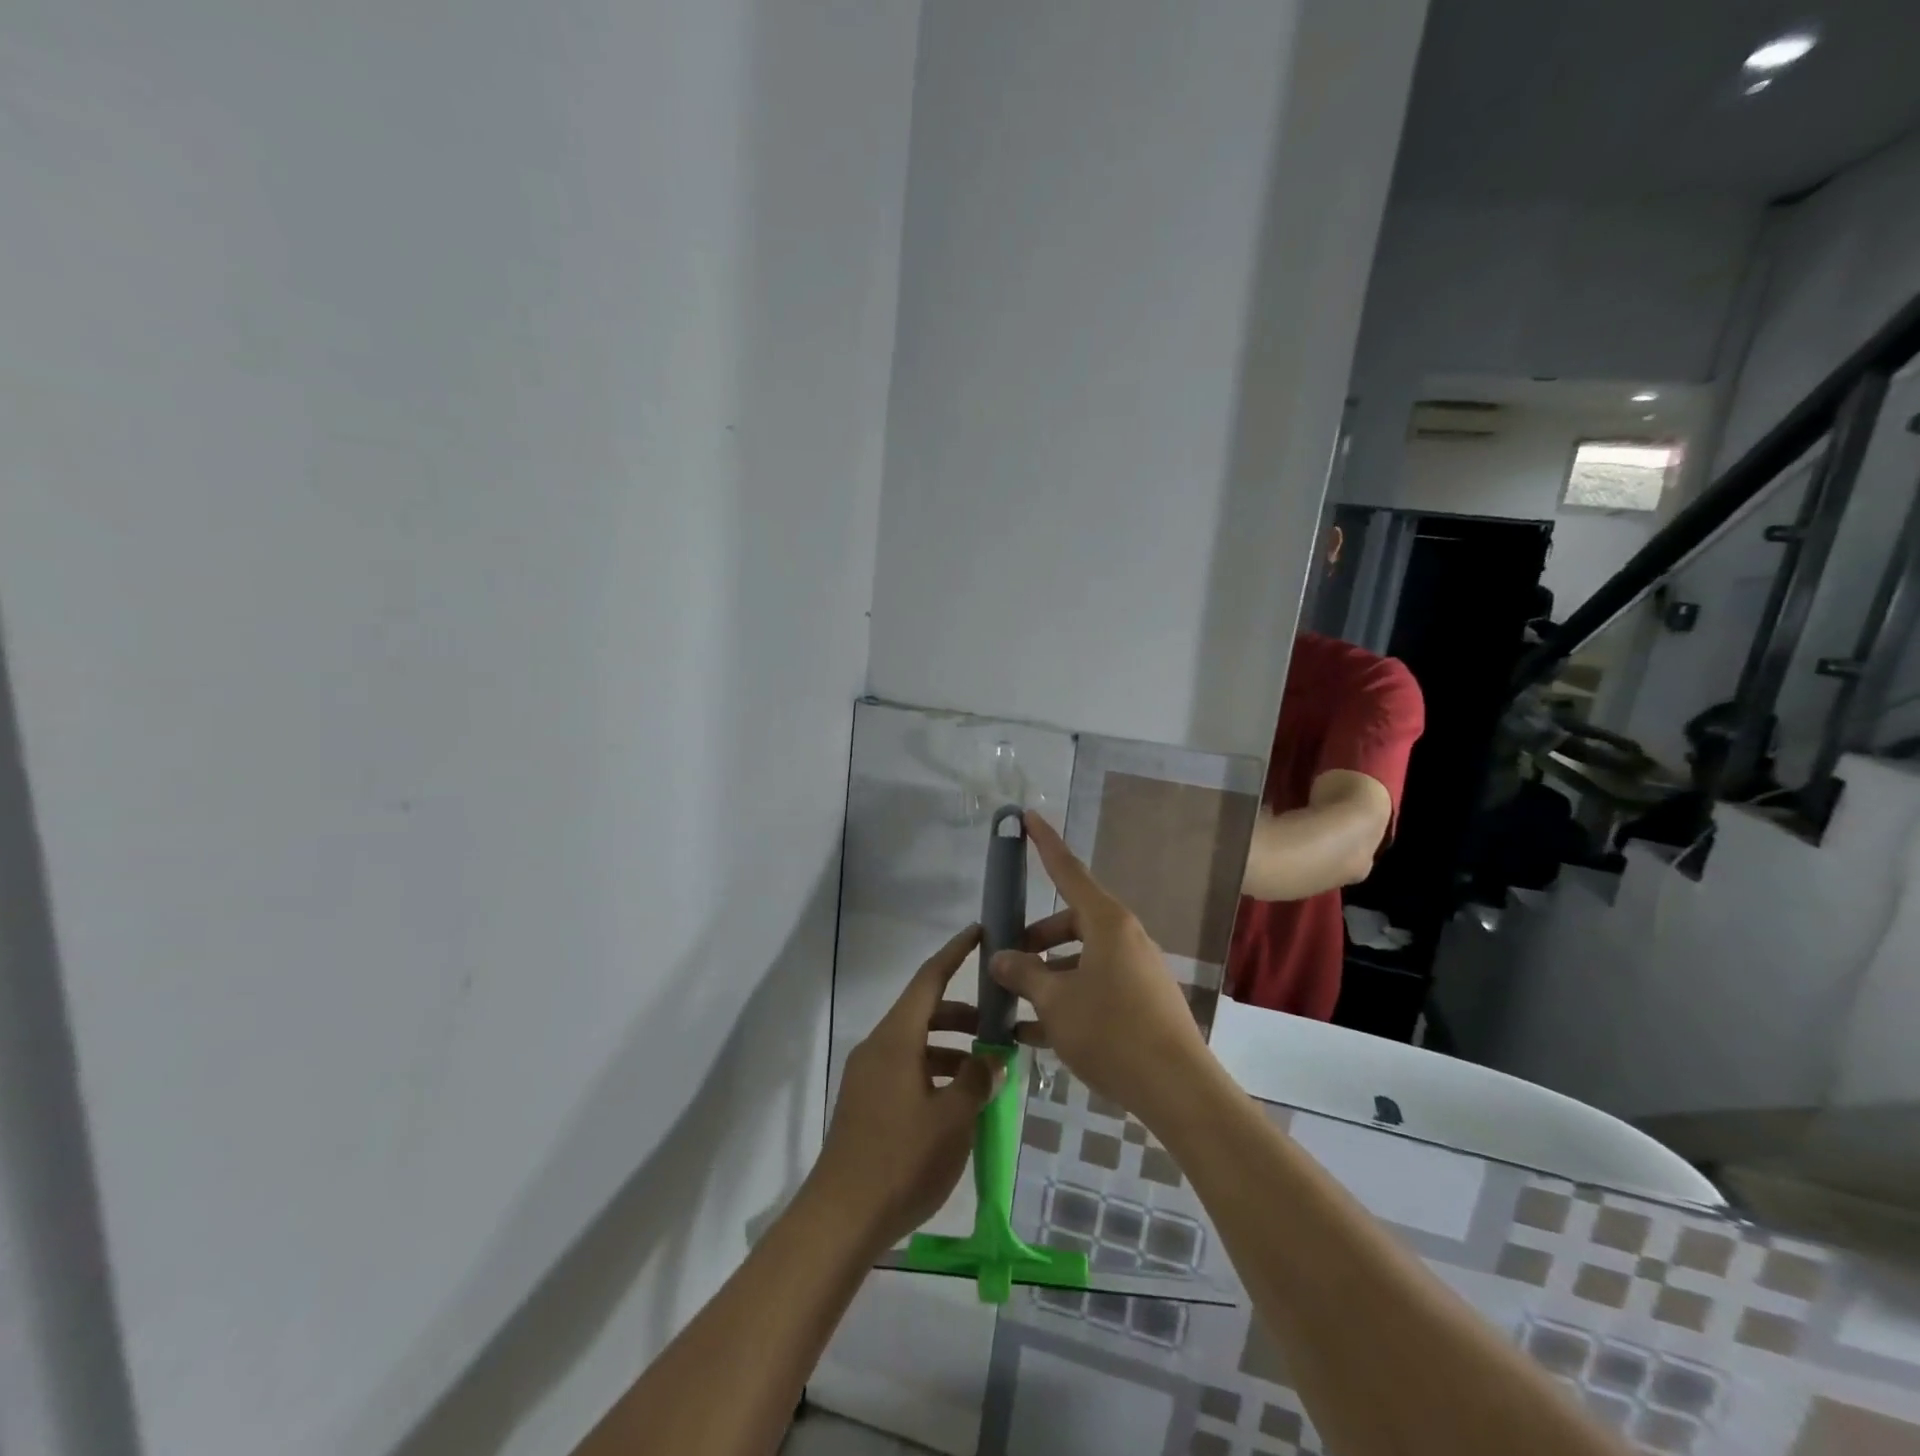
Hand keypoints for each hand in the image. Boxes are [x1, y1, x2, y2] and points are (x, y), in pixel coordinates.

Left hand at [810, 925, 1002, 1251]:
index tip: (978, 932)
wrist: (841, 1217)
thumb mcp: (953, 1119)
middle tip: (999, 1023)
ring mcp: (868, 1076)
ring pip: (916, 1044)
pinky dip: (935, 1071)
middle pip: (923, 1012)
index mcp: (897, 1039)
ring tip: (986, 1070)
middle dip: (962, 1014)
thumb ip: (976, 1081)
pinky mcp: (865, 1104)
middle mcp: (878, 1047)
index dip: (955, 953)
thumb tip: (990, 1059)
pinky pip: (906, 1070)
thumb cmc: (902, 1159)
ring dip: (951, 1047)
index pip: (929, 980)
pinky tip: (958, 1101)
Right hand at [989, 812, 1211, 1125]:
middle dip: (1035, 938)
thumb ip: (1024, 974)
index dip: (1045, 843)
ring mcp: (1135, 971)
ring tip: (1013, 1005)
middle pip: (1070, 922)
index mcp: (1106, 923)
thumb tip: (1000, 957)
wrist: (1177, 1090)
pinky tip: (1033, 1034)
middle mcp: (1124, 938)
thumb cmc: (1111, 1031)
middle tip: (1005, 962)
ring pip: (1080, 959)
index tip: (1027, 815)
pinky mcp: (1141, 1002)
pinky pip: (1094, 988)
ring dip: (1047, 976)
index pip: (1068, 871)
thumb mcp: (1056, 1001)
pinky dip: (1066, 1001)